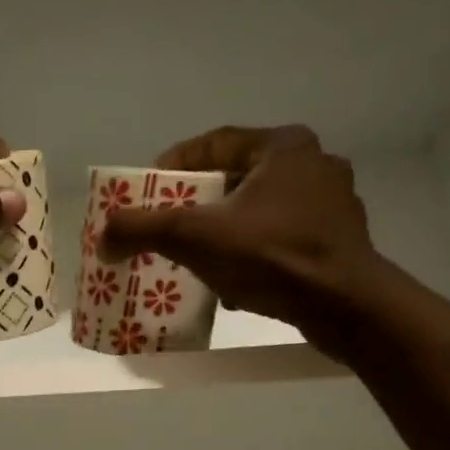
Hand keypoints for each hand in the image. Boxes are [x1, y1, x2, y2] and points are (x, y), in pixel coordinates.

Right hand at [98, 126, 383, 356]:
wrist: (346, 306)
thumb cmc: (272, 256)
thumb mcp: (196, 237)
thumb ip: (144, 228)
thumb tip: (103, 233)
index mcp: (283, 146)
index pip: (214, 143)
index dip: (174, 164)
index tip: (148, 190)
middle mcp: (313, 164)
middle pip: (235, 178)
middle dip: (197, 204)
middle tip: (168, 226)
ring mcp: (331, 203)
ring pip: (258, 210)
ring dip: (224, 231)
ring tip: (196, 257)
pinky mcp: (338, 240)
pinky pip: (280, 237)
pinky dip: (252, 253)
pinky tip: (234, 282)